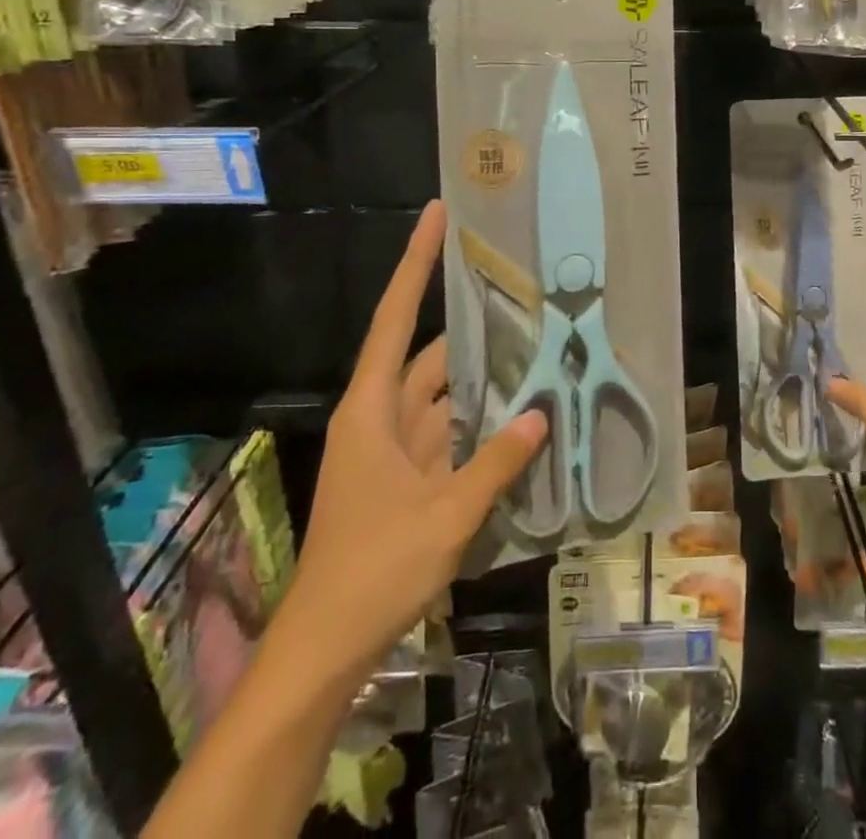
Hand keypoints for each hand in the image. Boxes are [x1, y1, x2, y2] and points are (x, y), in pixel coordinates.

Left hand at [286, 201, 546, 685]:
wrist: (325, 649)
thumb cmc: (374, 570)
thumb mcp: (446, 514)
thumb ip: (496, 461)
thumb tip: (540, 413)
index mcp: (372, 409)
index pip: (395, 317)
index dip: (416, 263)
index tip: (436, 216)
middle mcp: (380, 417)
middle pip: (429, 354)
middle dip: (473, 326)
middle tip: (523, 293)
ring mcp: (392, 450)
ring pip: (443, 395)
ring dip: (482, 378)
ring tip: (535, 347)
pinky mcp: (406, 478)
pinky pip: (448, 432)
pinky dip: (479, 421)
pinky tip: (519, 415)